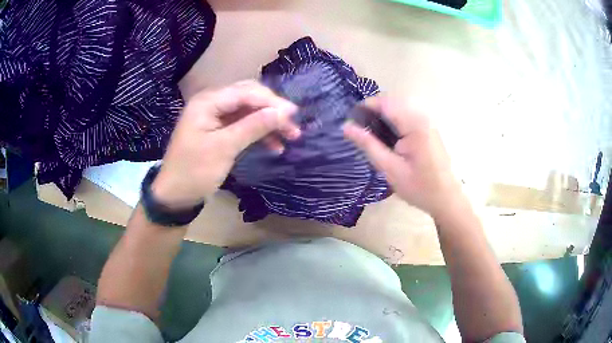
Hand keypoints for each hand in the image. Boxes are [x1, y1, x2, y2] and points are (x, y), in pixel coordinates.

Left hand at [152, 81, 299, 208]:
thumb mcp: (224, 148)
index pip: (246, 92)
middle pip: (249, 97)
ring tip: (290, 137)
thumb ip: (253, 126)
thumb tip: (283, 112)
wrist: (175, 196)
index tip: (294, 115)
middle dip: (272, 110)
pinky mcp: (218, 130)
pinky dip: (258, 133)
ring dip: (269, 122)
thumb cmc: (194, 171)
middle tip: (292, 126)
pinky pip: (243, 124)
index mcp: (208, 101)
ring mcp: (215, 116)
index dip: (272, 102)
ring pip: (249, 111)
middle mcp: (212, 103)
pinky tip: (274, 145)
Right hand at [344, 97, 463, 218]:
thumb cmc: (418, 187)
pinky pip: (407, 116)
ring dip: (383, 116)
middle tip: (361, 132)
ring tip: (372, 136)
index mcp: (414, 124)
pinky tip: (389, 139)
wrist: (445, 198)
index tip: (351, 121)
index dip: (365, 106)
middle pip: (392, 102)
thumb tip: (346, 126)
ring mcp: (427, 122)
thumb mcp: (389, 168)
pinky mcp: (429, 129)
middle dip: (374, 111)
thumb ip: (368, 144)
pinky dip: (394, 122)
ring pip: (399, 108)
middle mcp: (422, 117)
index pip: (385, 102)